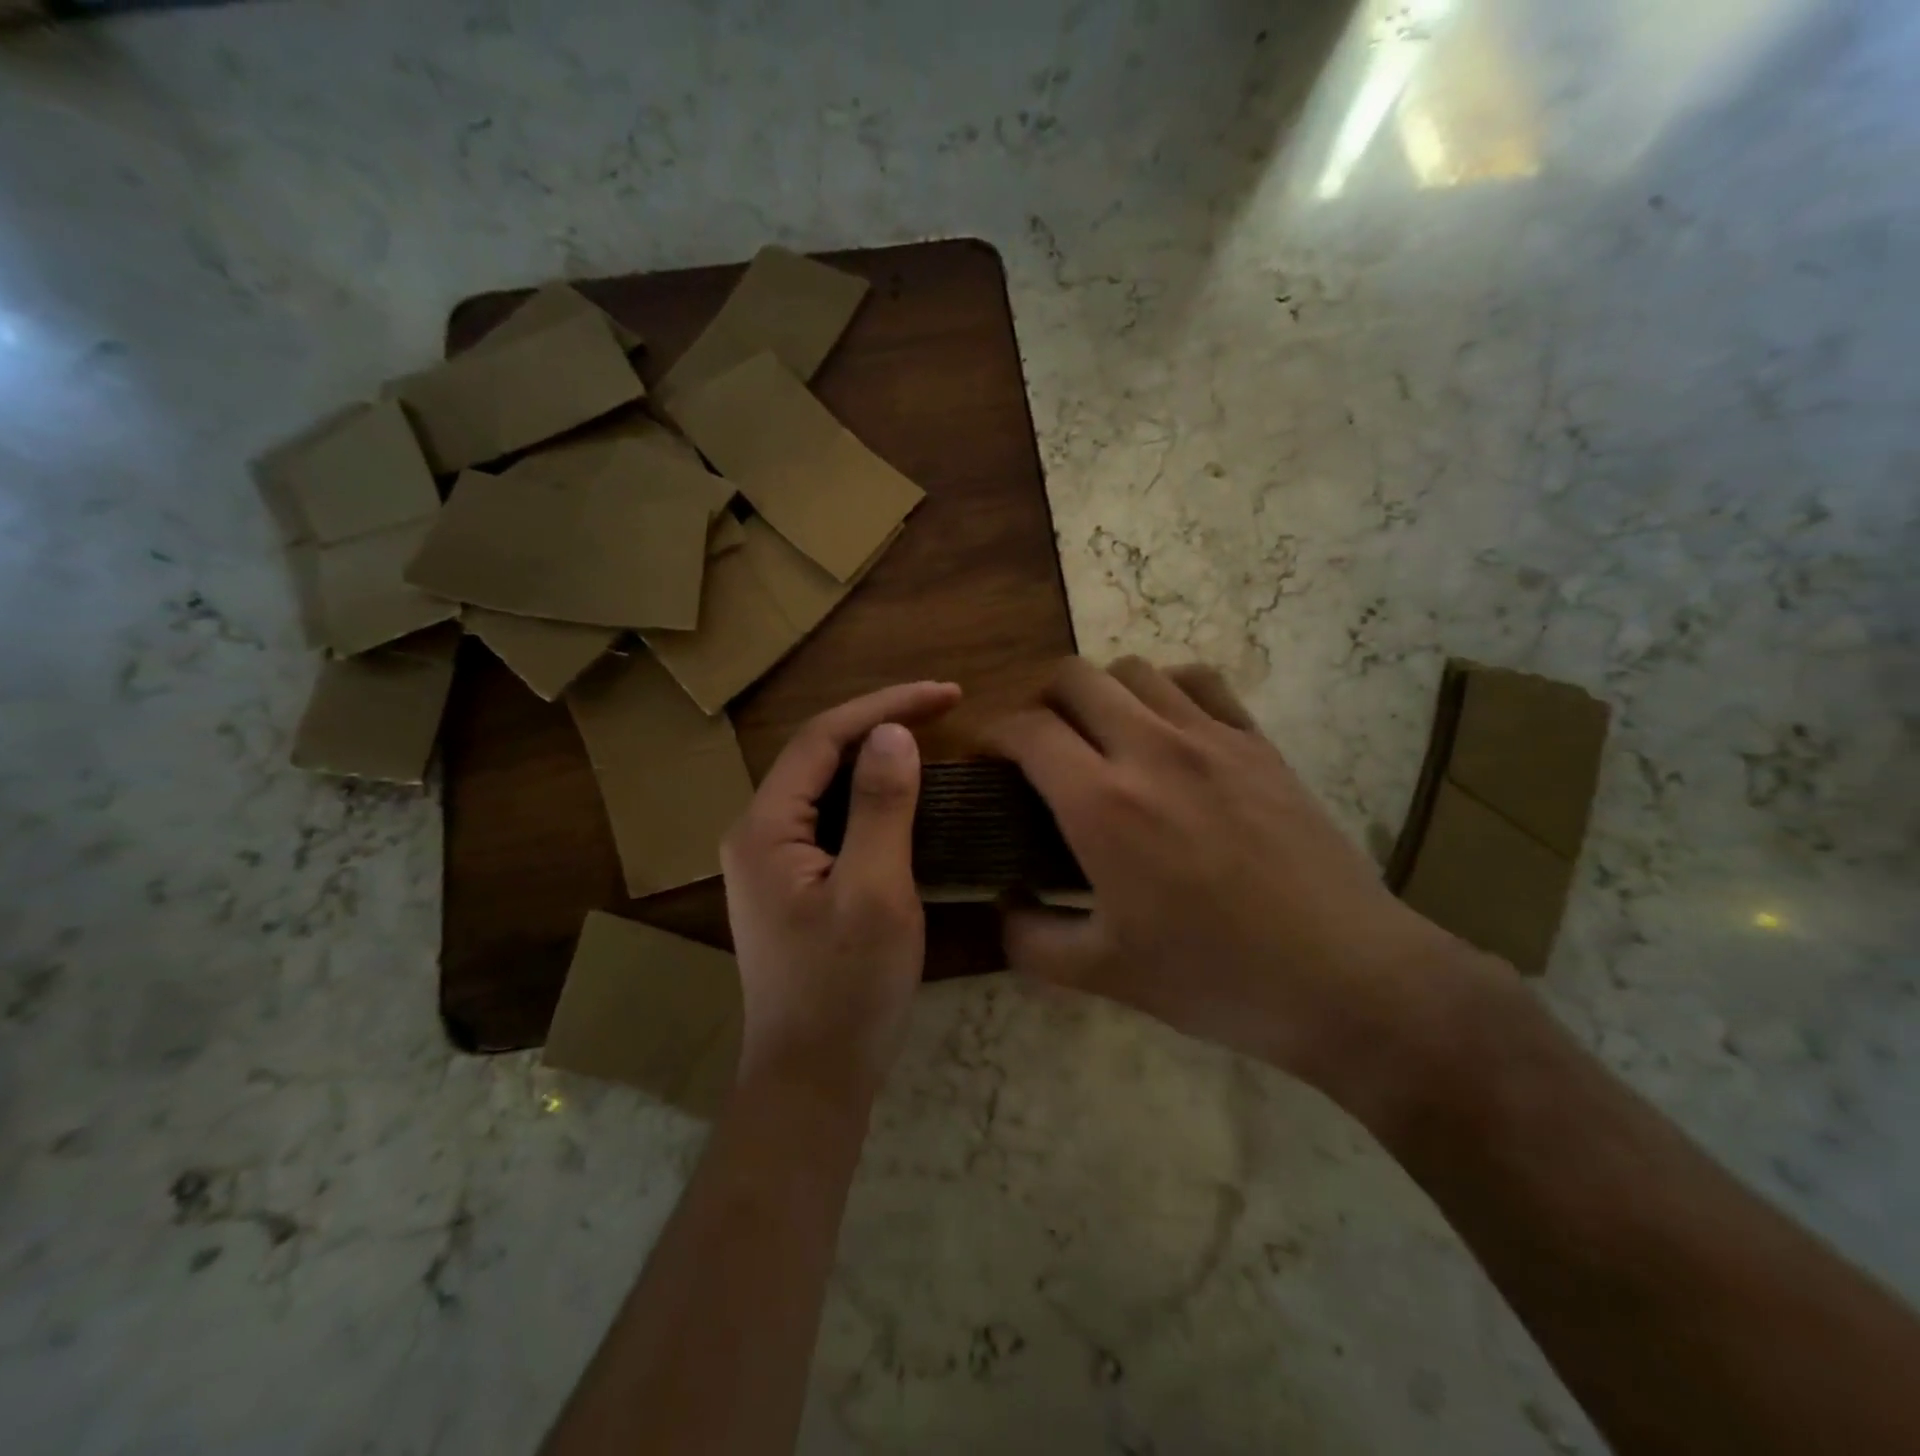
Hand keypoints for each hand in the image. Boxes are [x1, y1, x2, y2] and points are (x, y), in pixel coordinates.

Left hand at [722, 681, 962, 1105]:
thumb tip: (893, 732)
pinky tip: (906, 795)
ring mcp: (773, 861)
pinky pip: (833, 818)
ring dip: (877, 756)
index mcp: (765, 828)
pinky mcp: (794, 883)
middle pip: (820, 755)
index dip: (885, 705)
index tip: (947, 694)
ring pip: (827, 785)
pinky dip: (872, 795)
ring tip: (932, 737)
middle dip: (881, 722)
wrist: (812, 1080)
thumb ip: (881, 808)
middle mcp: (758, 833)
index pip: (822, 738)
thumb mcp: (874, 893)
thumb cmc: (846, 990)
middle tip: (945, 708)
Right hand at [992, 658, 1473, 1106]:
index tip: (986, 757)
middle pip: (1074, 677)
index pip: (1027, 730)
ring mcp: (1212, 738)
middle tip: (1038, 744)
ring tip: (1100, 734)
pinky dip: (1165, 688)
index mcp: (1103, 805)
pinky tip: (1166, 726)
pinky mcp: (1258, 742)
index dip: (993, 734)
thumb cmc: (1215, 978)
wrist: (1345, 978)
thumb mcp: (1103, 974)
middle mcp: (1151, 750)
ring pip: (1134, 670)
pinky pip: (1199, 681)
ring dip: (1100, 692)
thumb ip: (1030, 938)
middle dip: (1039, 700)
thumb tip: (1003, 903)